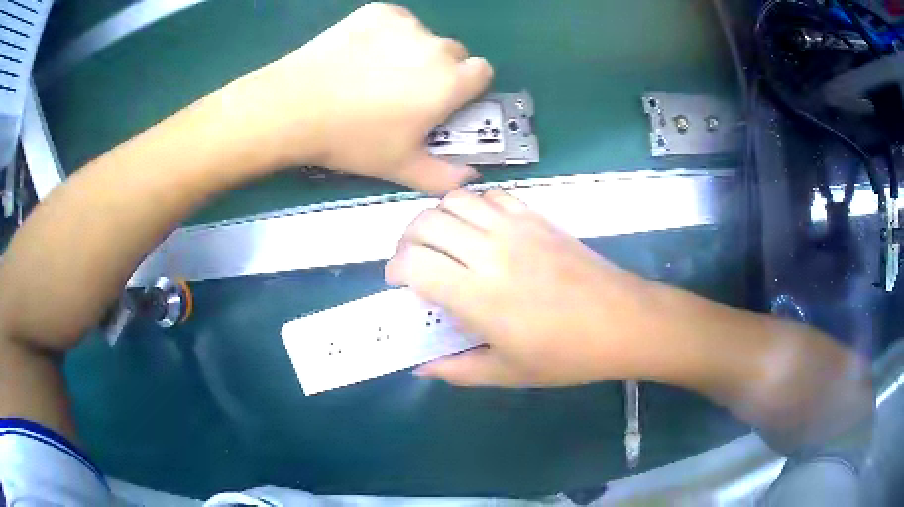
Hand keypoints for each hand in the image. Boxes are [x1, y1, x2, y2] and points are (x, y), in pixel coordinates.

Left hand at [233, 3, 492, 192]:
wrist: (294, 106)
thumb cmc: (352, 139)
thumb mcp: (399, 167)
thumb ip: (443, 176)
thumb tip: (471, 176)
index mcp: (449, 83)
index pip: (483, 72)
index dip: (467, 87)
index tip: (445, 100)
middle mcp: (436, 47)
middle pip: (454, 53)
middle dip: (441, 69)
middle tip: (405, 90)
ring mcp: (406, 24)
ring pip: (424, 36)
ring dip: (413, 51)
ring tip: (376, 72)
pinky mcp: (378, 12)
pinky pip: (397, 21)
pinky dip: (388, 34)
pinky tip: (362, 54)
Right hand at [385, 190, 655, 386]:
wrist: (620, 322)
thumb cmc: (566, 354)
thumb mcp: (507, 372)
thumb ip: (457, 370)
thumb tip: (422, 368)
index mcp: (478, 296)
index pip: (414, 262)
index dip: (396, 268)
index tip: (399, 283)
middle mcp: (490, 252)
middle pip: (426, 222)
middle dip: (407, 239)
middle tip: (414, 260)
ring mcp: (515, 228)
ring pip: (455, 200)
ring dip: (437, 217)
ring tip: (442, 240)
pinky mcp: (536, 217)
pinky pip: (491, 195)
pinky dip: (473, 205)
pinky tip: (480, 228)